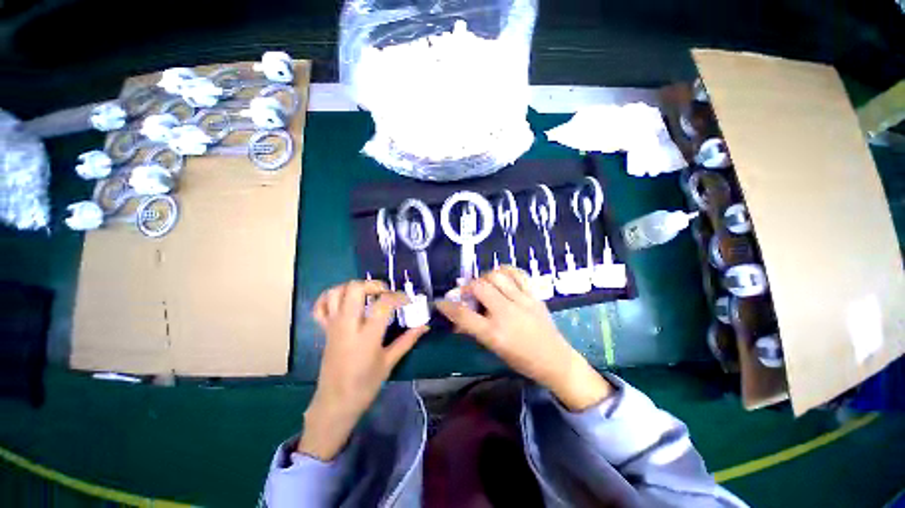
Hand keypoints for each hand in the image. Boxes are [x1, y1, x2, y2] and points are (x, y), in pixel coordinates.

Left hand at [298, 280, 428, 459]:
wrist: (335, 403)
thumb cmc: (365, 385)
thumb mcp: (390, 362)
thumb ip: (408, 340)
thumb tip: (425, 326)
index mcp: (367, 336)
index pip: (383, 304)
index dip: (398, 297)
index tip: (407, 300)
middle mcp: (348, 326)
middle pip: (355, 289)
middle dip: (373, 284)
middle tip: (385, 292)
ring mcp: (333, 326)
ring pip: (336, 292)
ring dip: (353, 287)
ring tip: (368, 294)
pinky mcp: (324, 330)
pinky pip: (320, 306)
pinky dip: (330, 297)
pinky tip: (344, 300)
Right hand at [436, 267, 612, 410]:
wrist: (555, 360)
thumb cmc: (521, 360)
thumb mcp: (494, 349)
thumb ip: (474, 330)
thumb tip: (456, 319)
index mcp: (494, 333)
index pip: (463, 314)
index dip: (446, 306)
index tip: (440, 302)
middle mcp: (506, 313)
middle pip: (479, 286)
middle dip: (467, 287)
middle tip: (467, 293)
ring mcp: (522, 301)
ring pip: (496, 275)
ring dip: (485, 277)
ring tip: (484, 285)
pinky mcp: (534, 295)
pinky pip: (517, 273)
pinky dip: (505, 270)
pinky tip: (501, 276)